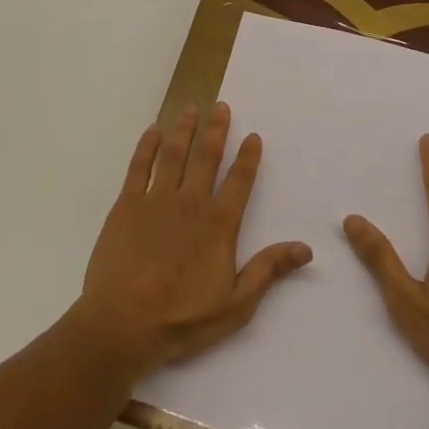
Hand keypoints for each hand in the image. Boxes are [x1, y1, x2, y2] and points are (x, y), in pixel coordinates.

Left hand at [77, 102, 311, 376]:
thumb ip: (267, 271)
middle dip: (216, 130)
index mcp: (218, 225)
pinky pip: (139, 166)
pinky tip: (153, 131)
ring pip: (173, 154)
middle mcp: (190, 202)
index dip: (248, 157)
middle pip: (206, 157)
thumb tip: (304, 248)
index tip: (253, 135)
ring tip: (190, 108)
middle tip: (220, 106)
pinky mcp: (126, 205)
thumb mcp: (236, 305)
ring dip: (183, 129)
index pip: (238, 182)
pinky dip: (147, 146)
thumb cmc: (182, 319)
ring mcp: (155, 200)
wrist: (123, 323)